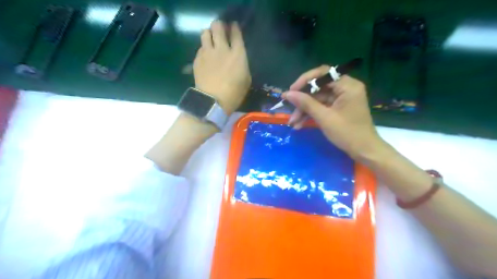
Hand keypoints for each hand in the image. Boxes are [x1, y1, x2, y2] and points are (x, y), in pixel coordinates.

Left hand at [192, 20, 250, 113]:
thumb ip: (243, 65)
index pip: (236, 33)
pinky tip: (206, 56)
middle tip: (221, 31)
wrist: (213, 102)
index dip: (235, 28)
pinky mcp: (198, 59)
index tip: (234, 27)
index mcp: (237, 54)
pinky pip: (200, 47)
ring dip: (209, 34)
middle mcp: (222, 49)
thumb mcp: (246, 80)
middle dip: (220, 26)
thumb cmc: (234, 94)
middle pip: (218, 27)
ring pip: (206, 32)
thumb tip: (238, 58)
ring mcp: (208, 53)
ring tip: (211, 41)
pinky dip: (204, 48)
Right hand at [283, 65, 383, 159]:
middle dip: (302, 101)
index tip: (291, 91)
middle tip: (289, 110)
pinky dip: (311, 114)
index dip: (305, 81)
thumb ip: (305, 103)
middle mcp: (345, 88)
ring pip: (317, 99)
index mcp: (347, 85)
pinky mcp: (338, 107)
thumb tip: (287, 94)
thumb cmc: (347, 133)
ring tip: (293, 123)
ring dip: (304, 110)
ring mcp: (342, 98)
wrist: (364, 151)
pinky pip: (321, 106)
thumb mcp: (324, 118)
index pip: (322, 74)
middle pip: (318, 88)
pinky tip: (300, 124)